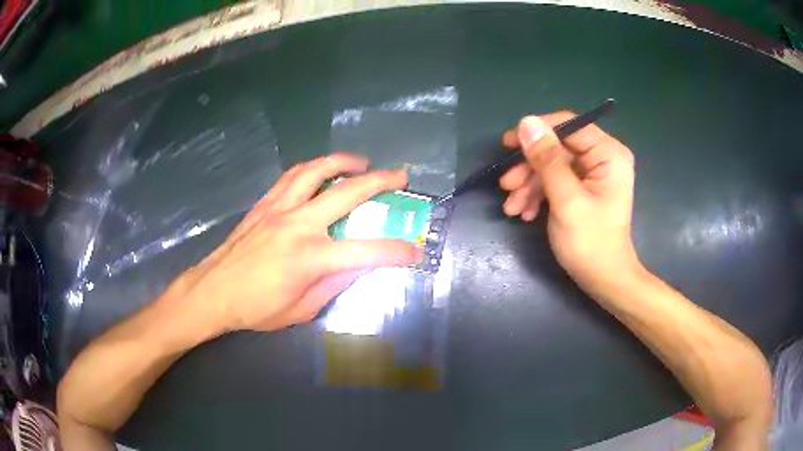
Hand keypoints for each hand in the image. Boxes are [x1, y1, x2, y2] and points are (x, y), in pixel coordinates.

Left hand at [175, 153, 421, 333]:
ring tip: (361, 162)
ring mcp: (279, 208)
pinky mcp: (265, 204)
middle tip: (401, 175)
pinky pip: (292, 176)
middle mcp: (298, 224)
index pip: (366, 251)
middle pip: (348, 192)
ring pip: (316, 171)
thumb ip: (334, 285)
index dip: (397, 252)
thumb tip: (359, 266)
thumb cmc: (257, 308)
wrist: (214, 291)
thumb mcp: (302, 309)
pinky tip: (321, 172)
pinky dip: (313, 168)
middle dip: (382, 181)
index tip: (415, 252)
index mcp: (311, 258)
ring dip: (344, 162)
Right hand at [499, 112, 641, 295]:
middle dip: (529, 167)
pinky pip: (554, 180)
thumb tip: (526, 123)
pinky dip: (537, 194)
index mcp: (608, 154)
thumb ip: (548, 160)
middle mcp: (602, 157)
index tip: (508, 144)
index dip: (538, 131)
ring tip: (511, 207)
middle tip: (506, 185)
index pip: (569, 125)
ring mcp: (592, 173)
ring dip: (529, 184)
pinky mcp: (582, 188)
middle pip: (557, 147)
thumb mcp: (567, 201)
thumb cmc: (591, 244)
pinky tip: (525, 212)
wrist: (603, 280)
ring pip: (551, 165)